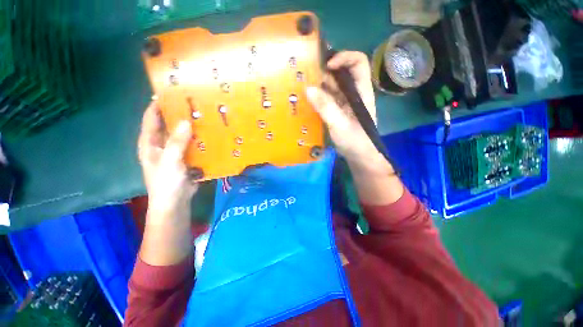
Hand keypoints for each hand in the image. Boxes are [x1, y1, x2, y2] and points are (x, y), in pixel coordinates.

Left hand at [137, 101, 197, 219]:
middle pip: (170, 124)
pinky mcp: (188, 158)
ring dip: (193, 127)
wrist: (176, 202)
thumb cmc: (166, 182)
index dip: (158, 104)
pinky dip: (201, 139)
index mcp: (150, 142)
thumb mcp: (170, 161)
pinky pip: (194, 144)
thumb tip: (186, 121)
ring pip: (184, 135)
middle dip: (180, 114)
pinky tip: (211, 135)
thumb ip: (177, 142)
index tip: (171, 92)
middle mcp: (162, 144)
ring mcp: (176, 151)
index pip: (152, 117)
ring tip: (206, 117)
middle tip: (195, 104)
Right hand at [306, 51, 380, 166]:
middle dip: (324, 72)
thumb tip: (308, 88)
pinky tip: (307, 101)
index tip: (326, 66)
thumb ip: (325, 107)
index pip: (358, 63)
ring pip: (332, 86)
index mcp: (361, 91)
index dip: (343, 58)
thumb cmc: (355, 142)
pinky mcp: (338, 111)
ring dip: (318, 85)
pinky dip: (317, 97)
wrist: (359, 157)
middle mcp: (353, 93)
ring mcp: (345, 102)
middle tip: (306, 76)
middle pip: (341, 73)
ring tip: (302, 87)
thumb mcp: (340, 125)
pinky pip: (327, 99)